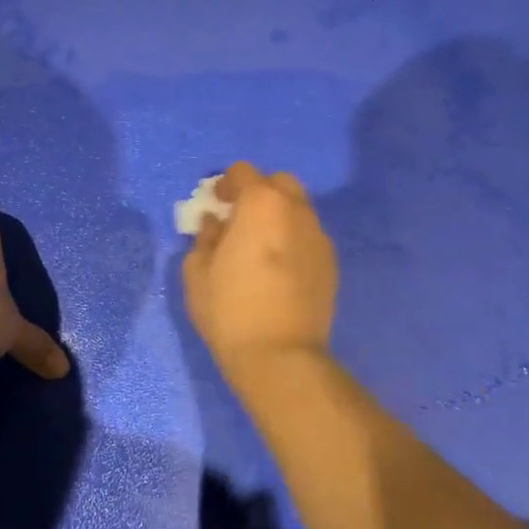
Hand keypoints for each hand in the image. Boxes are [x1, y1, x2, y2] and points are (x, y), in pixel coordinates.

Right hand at [183, 162, 337, 374]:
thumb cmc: (230, 309)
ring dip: (278, 216)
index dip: (225, 184)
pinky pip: (309, 236)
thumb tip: (213, 222)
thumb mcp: (197, 271)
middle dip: (258, 192)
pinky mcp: (331, 263)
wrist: (280, 355)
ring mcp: (319, 236)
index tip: (215, 204)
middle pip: (279, 183)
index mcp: (261, 204)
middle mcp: (296, 210)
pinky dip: (293, 239)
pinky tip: (279, 268)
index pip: (243, 172)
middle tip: (240, 219)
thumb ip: (205, 237)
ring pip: (298, 209)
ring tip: (260, 246)